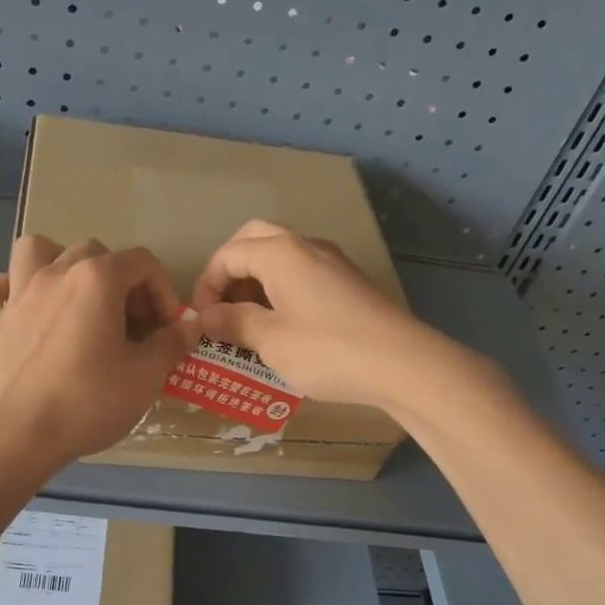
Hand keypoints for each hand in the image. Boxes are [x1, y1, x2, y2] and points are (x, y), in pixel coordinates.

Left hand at [0, 236, 198, 472]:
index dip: (162, 291)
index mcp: (97, 279)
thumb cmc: (90, 401)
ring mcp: (16, 294)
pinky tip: (18, 309)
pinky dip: (3, 292)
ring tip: (72, 296)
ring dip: (58, 263)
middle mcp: (55, 273)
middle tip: (129, 323)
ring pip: (35, 250)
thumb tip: (189, 326)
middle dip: (120, 281)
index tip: (167, 328)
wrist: (22, 434)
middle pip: (95, 253)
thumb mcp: (147, 376)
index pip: (142, 262)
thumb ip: (172, 343)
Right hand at [191, 220, 446, 410]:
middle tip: (222, 309)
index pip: (228, 254)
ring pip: (281, 256)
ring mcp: (331, 261)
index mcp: (280, 253)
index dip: (206, 286)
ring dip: (256, 281)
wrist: (402, 363)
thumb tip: (204, 316)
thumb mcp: (270, 341)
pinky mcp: (349, 281)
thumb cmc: (327, 350)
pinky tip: (284, 326)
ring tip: (249, 323)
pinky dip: (282, 290)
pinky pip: (303, 273)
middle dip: (230, 272)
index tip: (201, 321)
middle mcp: (305, 245)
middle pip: (254, 241)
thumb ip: (232, 323)